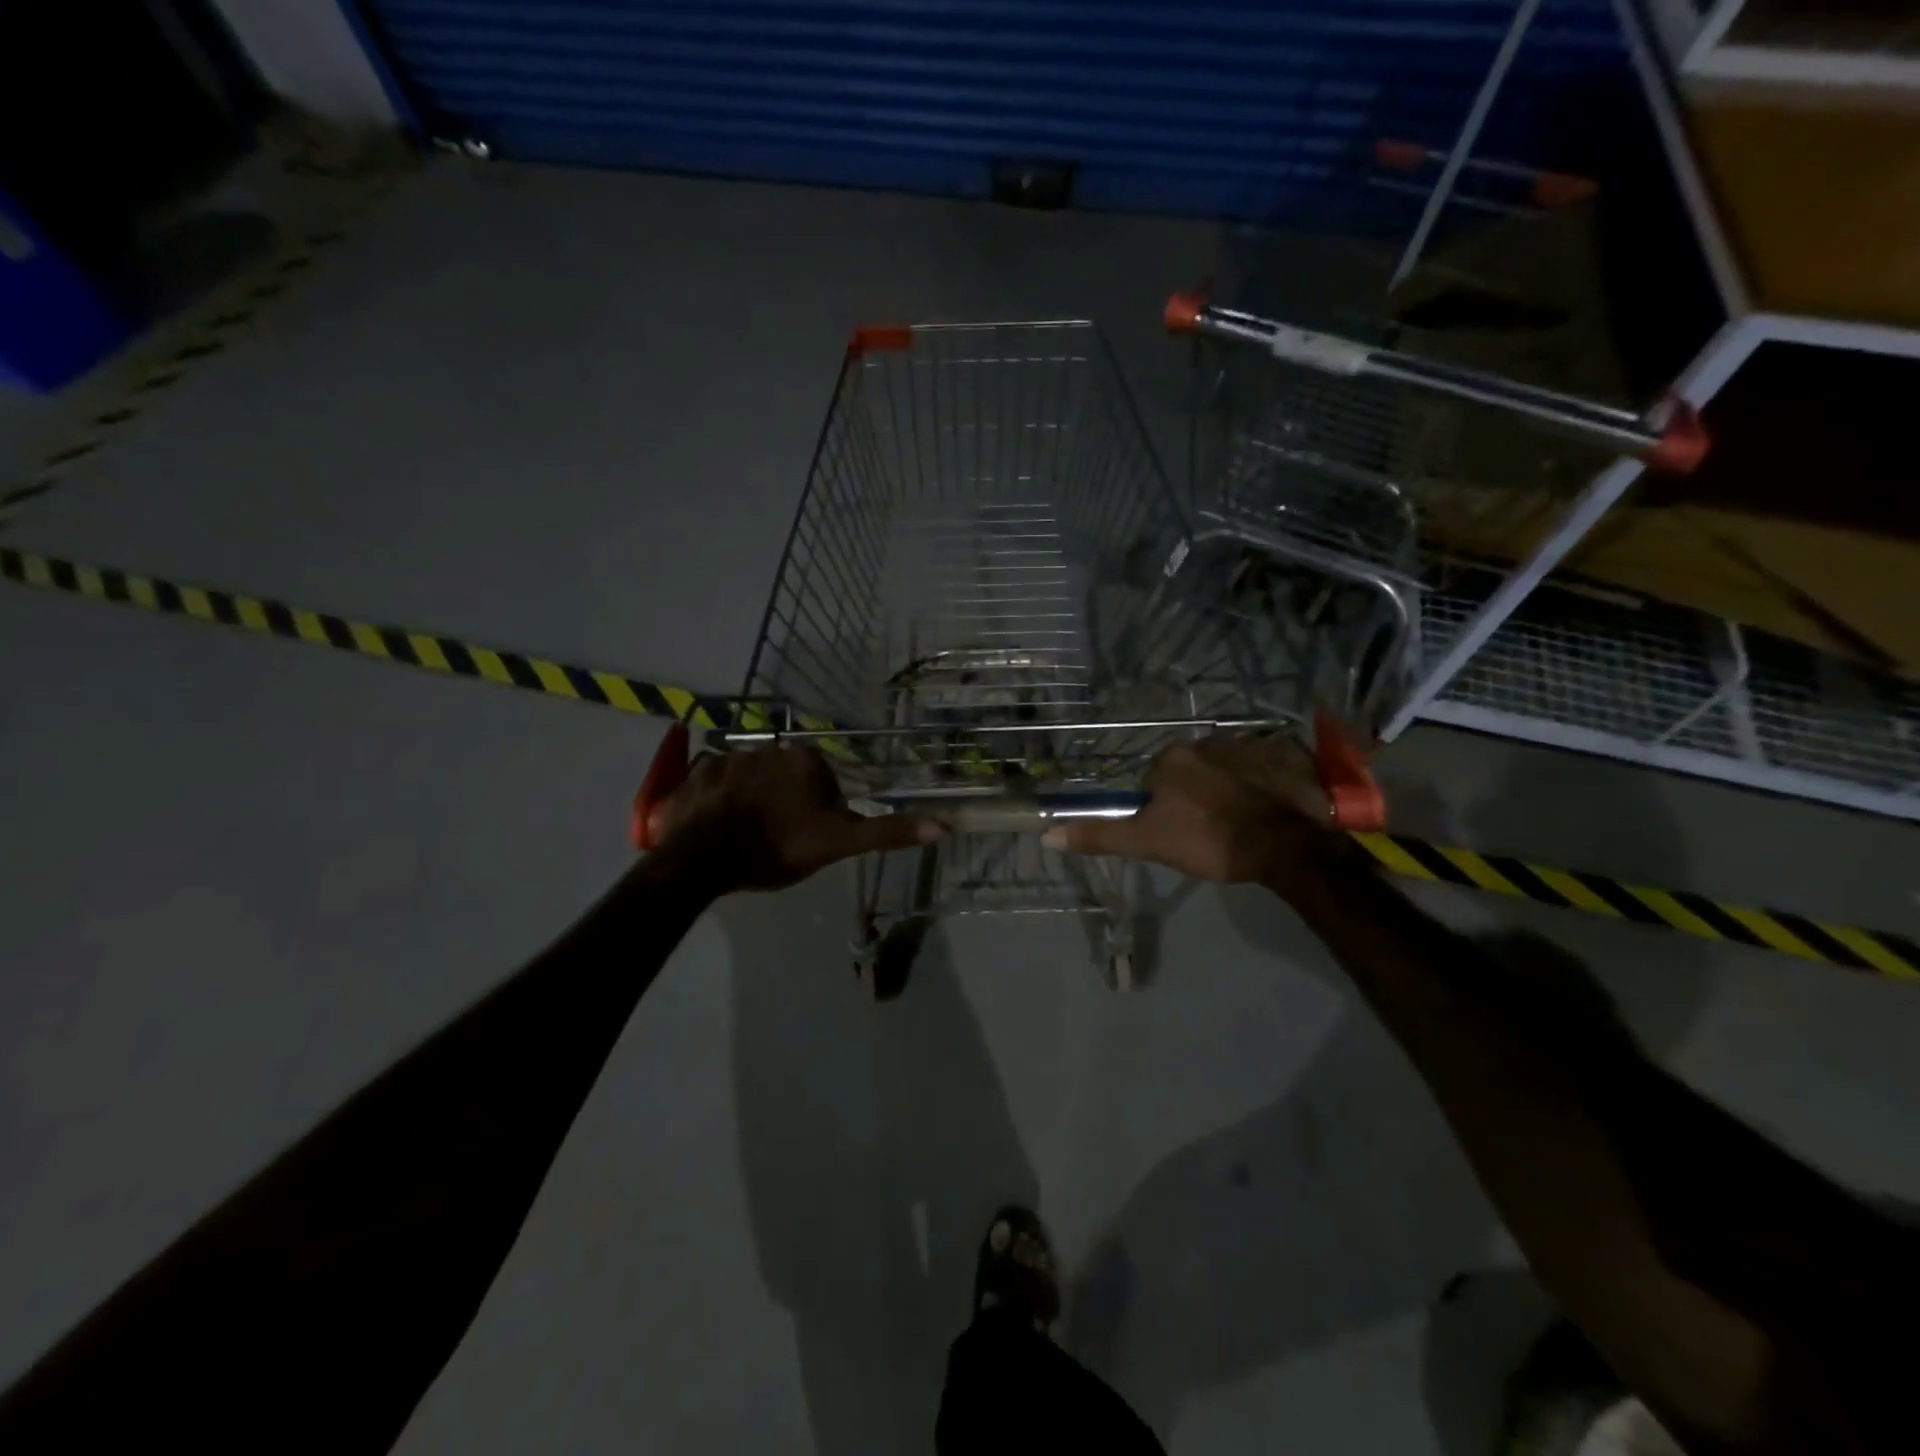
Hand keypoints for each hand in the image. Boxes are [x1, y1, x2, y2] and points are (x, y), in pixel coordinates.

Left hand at [650, 745, 941, 893]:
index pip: (824, 782)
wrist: (704, 859)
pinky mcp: (697, 771)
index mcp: (806, 760)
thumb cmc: (778, 847)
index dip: (819, 812)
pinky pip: (716, 781)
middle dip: (785, 801)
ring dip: (751, 799)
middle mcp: (770, 747)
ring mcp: (729, 756)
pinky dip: (719, 798)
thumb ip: (887, 832)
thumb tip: (944, 825)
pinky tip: (717, 824)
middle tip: (776, 838)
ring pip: (752, 778)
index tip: (806, 836)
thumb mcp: (839, 844)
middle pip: (787, 777)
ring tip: (744, 834)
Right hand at [1041, 733, 1341, 893]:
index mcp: (1171, 759)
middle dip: (1198, 794)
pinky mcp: (1286, 752)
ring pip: (1229, 765)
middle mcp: (1206, 740)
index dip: (1165, 809)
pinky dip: (1267, 779)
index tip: (1181, 834)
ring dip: (1232, 785)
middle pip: (1193, 770)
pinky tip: (1274, 806)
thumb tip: (1046, 834)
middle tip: (1213, 829)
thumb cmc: (1211, 841)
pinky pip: (1267, 762)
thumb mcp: (1149, 843)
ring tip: (1246, 820)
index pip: (1155, 781)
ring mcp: (1250, 743)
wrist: (1287, 844)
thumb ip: (1100, 835)